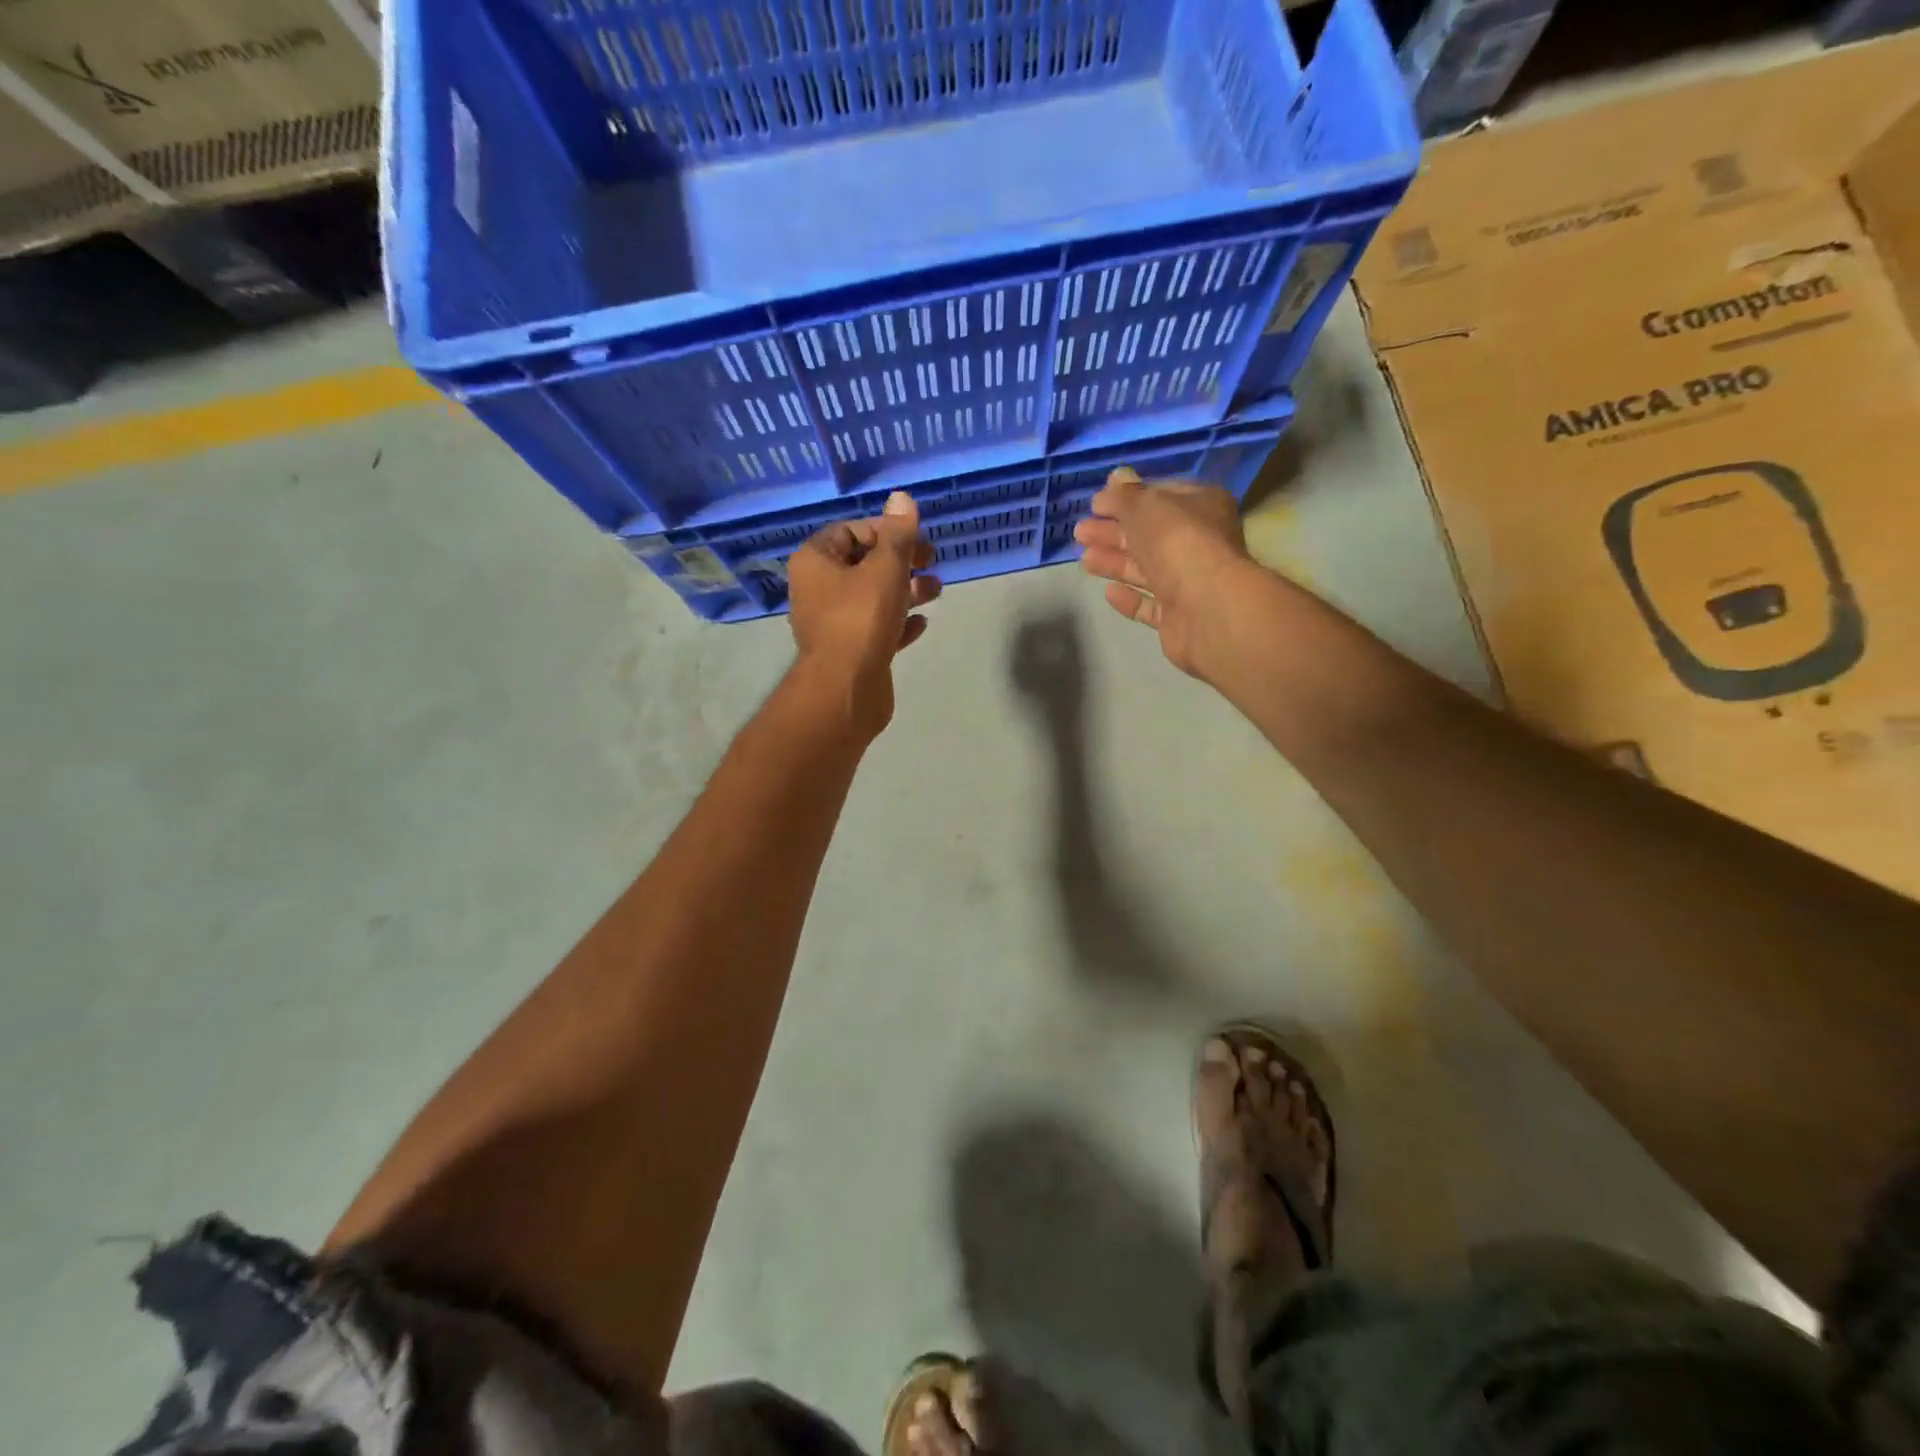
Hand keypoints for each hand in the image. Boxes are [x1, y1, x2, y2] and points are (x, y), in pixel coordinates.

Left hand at [787, 491, 940, 735]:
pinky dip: (898, 623)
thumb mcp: (885, 568)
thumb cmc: (861, 619)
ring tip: (936, 591)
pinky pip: (875, 628)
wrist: (846, 689)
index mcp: (815, 562)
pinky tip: (921, 624)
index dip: (884, 530)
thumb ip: (898, 534)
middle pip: (863, 564)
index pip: (849, 531)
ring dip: (905, 590)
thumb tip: (902, 498)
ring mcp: (832, 623)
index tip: (914, 540)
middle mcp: (818, 589)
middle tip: (931, 562)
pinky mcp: (849, 651)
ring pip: (872, 597)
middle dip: (900, 561)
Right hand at [1073, 467, 1258, 678]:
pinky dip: (1130, 597)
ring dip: (1115, 562)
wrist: (1207, 607)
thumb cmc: (1178, 542)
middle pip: (1150, 534)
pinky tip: (1108, 592)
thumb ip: (1126, 494)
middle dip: (1113, 532)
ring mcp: (1190, 582)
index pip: (1161, 496)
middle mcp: (1199, 542)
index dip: (1127, 498)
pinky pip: (1150, 604)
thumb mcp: (1146, 506)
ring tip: (1084, 560)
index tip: (1095, 503)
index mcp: (1202, 506)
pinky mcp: (1179, 616)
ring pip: (1147, 569)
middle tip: (1080, 532)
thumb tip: (1116, 476)